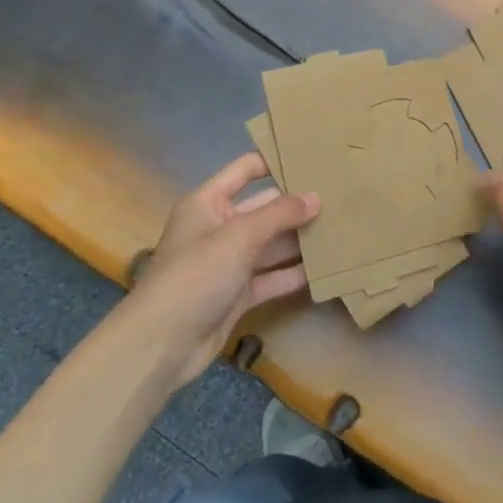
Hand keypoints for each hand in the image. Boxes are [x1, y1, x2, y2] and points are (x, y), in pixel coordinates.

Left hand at [122, 152, 317, 388]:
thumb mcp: (239, 236)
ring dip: (300, 239)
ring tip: (342, 229)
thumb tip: (316, 197)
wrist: (161, 345)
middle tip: (340, 196)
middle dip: (298, 204)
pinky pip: (272, 277)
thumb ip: (280, 214)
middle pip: (265, 208)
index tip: (314, 157)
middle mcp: (219, 227)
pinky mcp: (238, 294)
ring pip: (271, 244)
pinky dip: (294, 273)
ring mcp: (229, 262)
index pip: (246, 170)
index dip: (276, 161)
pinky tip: (326, 268)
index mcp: (208, 202)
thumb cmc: (196, 275)